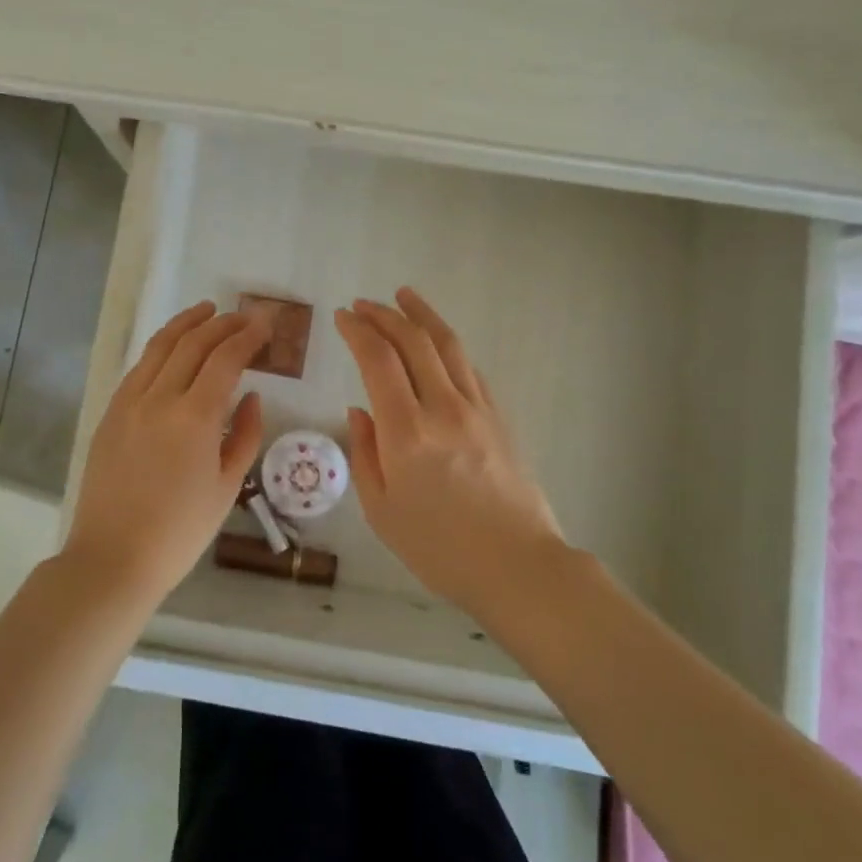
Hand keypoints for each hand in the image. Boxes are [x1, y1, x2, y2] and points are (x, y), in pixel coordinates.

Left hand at [63, 301, 267, 605]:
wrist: (112, 559)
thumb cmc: (179, 532)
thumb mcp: (227, 488)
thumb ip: (245, 435)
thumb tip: (250, 396)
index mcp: (195, 418)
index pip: (225, 359)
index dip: (247, 336)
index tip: (264, 324)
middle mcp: (160, 398)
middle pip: (193, 343)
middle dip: (222, 323)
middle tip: (243, 316)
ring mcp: (129, 403)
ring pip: (160, 346)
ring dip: (186, 324)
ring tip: (206, 310)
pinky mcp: (111, 414)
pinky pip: (139, 368)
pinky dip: (160, 348)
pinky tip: (171, 348)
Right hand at [335, 288, 564, 615]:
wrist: (518, 566)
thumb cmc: (439, 548)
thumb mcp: (381, 511)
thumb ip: (365, 453)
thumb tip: (360, 409)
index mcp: (406, 432)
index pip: (378, 360)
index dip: (358, 331)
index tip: (343, 317)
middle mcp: (442, 407)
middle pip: (413, 341)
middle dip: (385, 315)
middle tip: (364, 304)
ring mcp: (476, 408)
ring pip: (447, 345)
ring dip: (422, 315)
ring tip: (404, 296)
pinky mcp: (499, 416)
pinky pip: (469, 368)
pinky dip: (448, 346)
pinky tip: (438, 343)